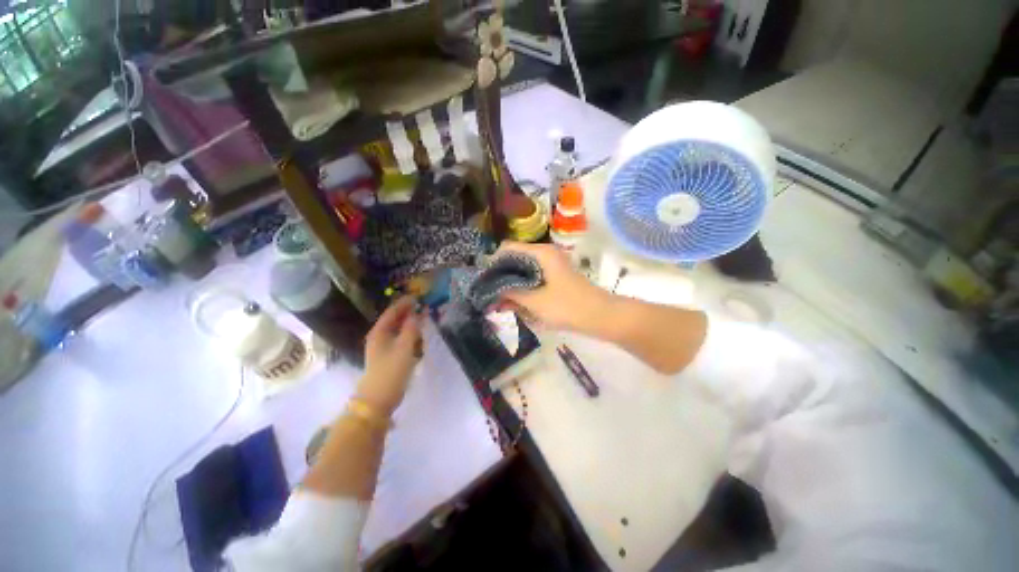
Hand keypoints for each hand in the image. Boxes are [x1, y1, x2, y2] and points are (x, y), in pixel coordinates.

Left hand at [358, 297, 422, 415]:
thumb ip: (412, 329)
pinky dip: (410, 336)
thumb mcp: (404, 348)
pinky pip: (401, 341)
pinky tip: (419, 338)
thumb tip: (418, 313)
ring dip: (410, 325)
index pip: (392, 312)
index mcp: (379, 333)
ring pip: (398, 331)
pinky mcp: (389, 358)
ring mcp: (383, 349)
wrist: (378, 401)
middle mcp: (379, 338)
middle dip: (409, 313)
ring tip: (424, 320)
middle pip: (395, 320)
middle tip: (424, 307)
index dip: (404, 303)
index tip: (418, 297)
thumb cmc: (390, 372)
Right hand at [495, 242, 609, 331]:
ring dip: (511, 286)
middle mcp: (545, 254)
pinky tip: (514, 305)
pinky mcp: (554, 277)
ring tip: (498, 304)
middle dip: (500, 277)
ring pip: (523, 271)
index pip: (507, 248)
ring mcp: (551, 266)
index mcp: (540, 253)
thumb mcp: (534, 301)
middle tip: (489, 295)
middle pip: (515, 260)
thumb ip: (510, 293)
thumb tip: (490, 290)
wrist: (600, 316)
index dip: (493, 263)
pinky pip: (533, 279)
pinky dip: (523, 290)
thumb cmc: (567, 306)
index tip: (484, 281)